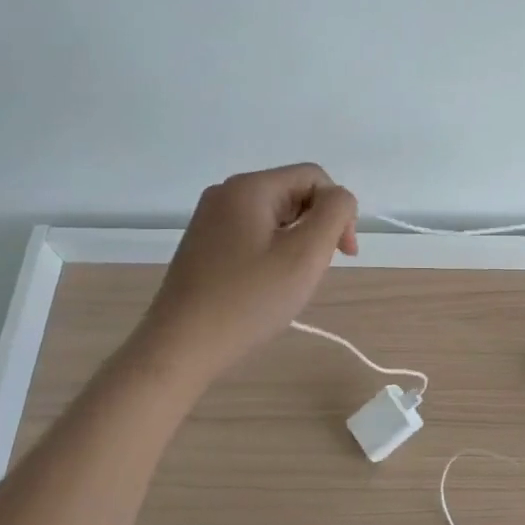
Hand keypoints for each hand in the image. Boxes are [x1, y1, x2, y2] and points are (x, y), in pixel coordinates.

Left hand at [138, 164, 358, 382]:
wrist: (180, 347)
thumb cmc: (249, 300)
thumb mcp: (305, 254)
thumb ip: (334, 213)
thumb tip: (339, 199)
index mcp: (249, 187)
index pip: (314, 177)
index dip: (338, 210)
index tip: (344, 254)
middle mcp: (225, 193)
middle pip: (293, 194)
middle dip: (315, 227)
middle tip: (314, 272)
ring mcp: (210, 219)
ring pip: (274, 217)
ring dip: (295, 243)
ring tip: (290, 282)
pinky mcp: (203, 244)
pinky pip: (252, 234)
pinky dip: (271, 253)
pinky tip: (266, 286)